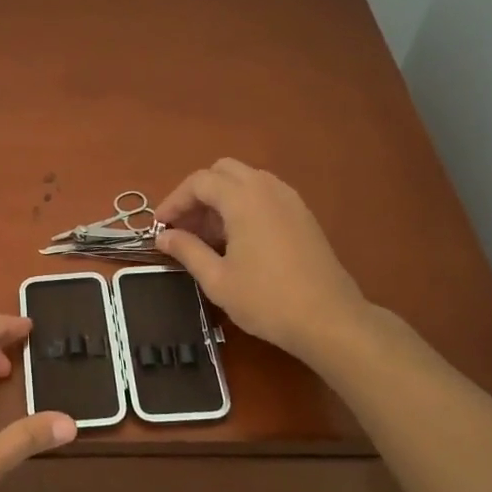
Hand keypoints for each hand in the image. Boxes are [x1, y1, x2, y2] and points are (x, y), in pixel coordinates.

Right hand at [154, 159, 371, 366]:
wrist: (330, 320)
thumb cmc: (267, 300)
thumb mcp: (217, 279)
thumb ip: (187, 250)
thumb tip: (163, 237)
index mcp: (243, 198)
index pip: (199, 182)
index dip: (174, 201)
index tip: (161, 227)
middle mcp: (267, 188)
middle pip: (223, 171)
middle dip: (198, 194)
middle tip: (185, 227)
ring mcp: (290, 199)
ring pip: (246, 180)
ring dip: (222, 198)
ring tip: (208, 236)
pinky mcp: (303, 215)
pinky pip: (265, 194)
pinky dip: (244, 205)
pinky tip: (238, 240)